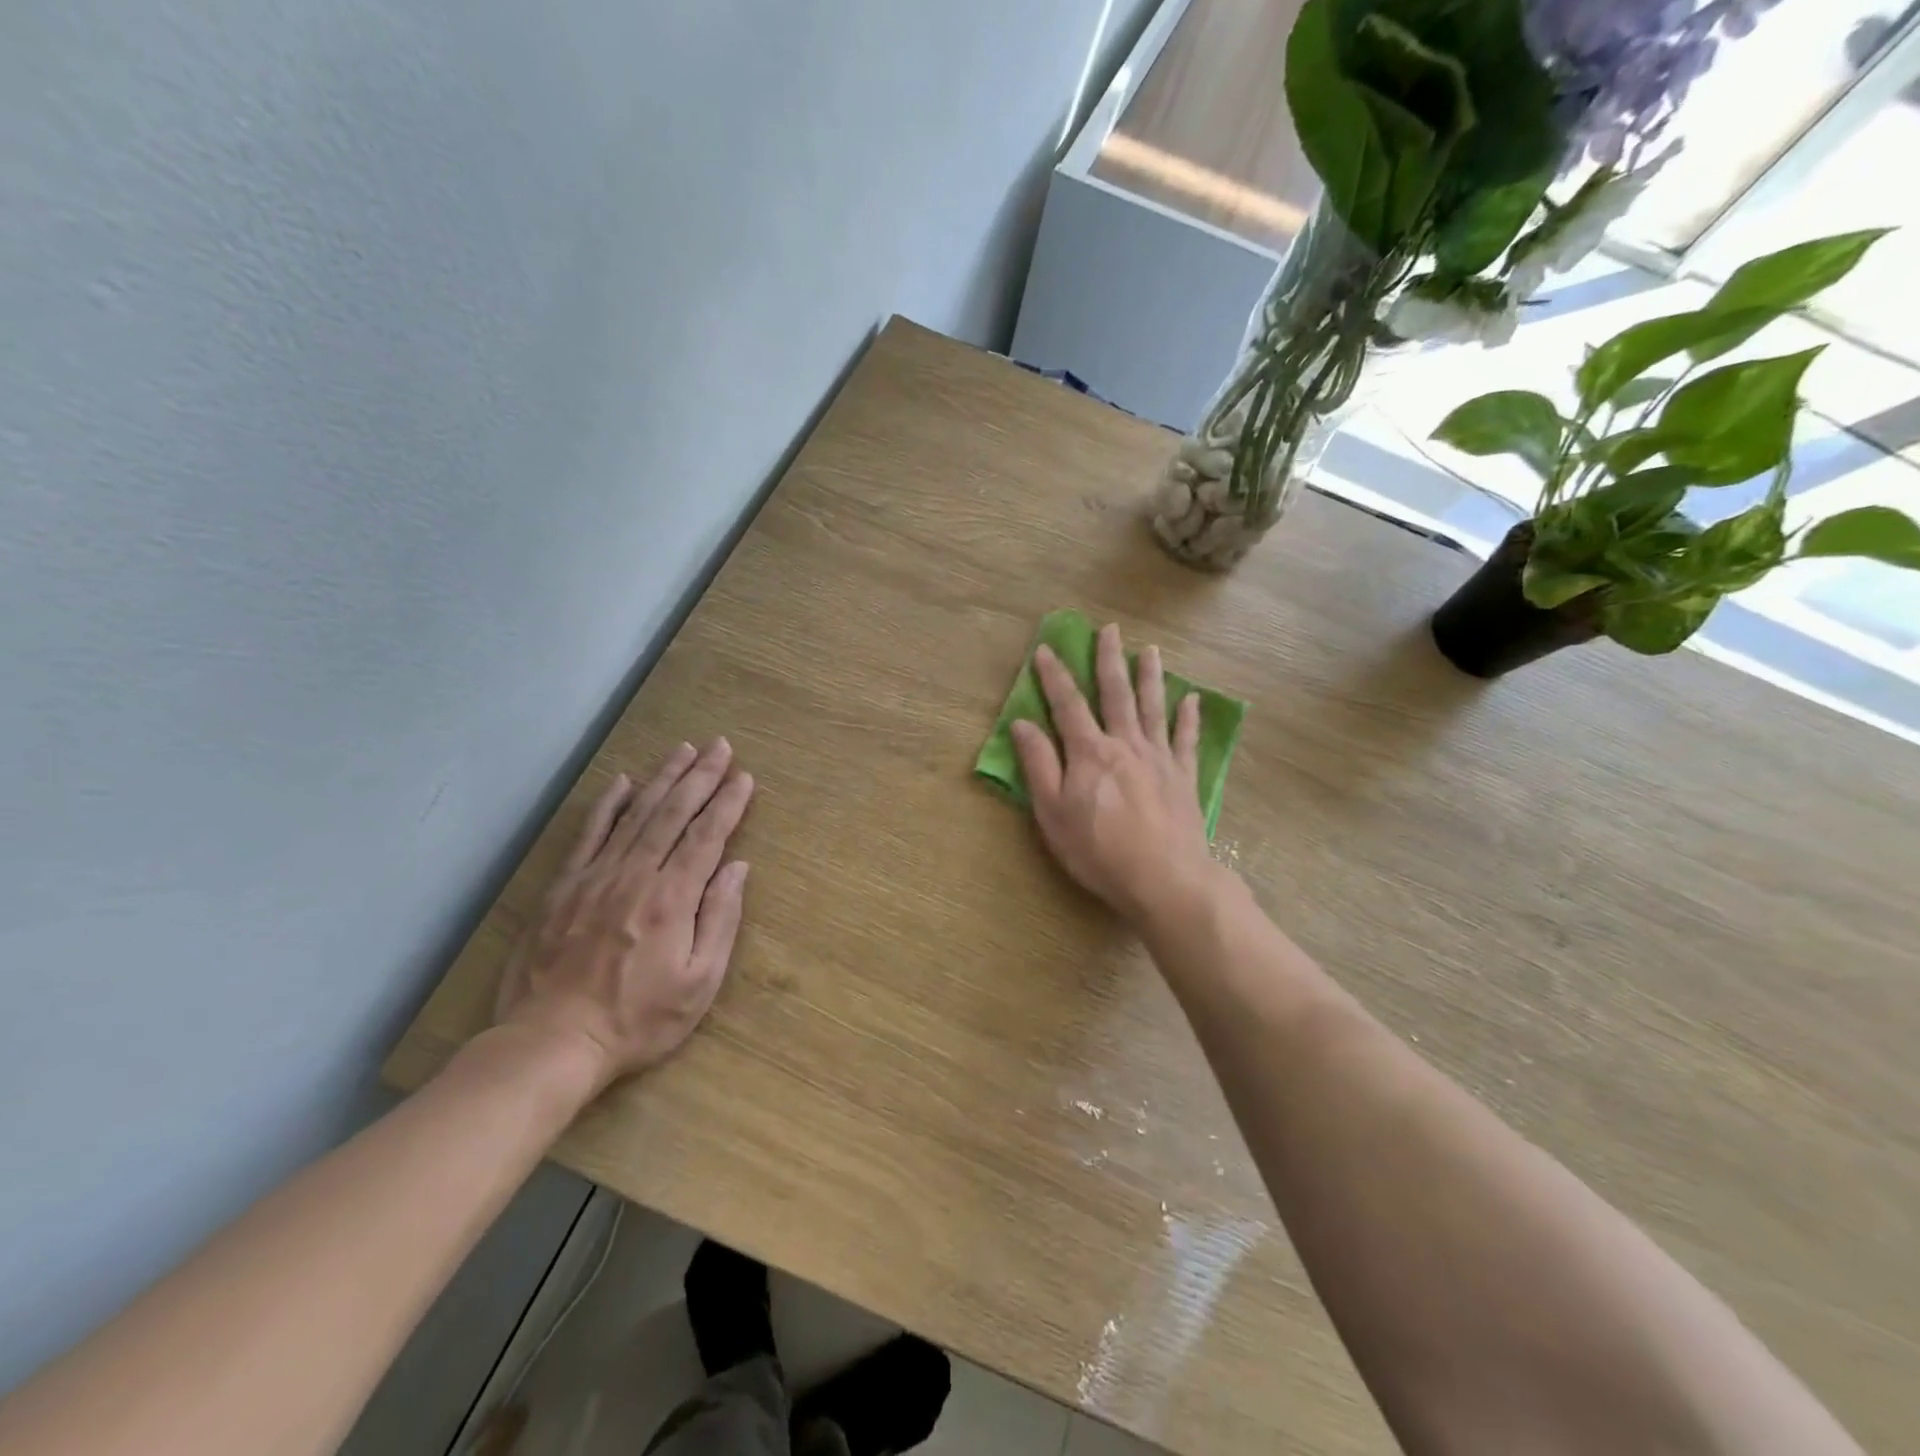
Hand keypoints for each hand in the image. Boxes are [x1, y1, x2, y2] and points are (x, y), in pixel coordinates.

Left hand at [494, 738, 753, 1092]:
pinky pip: (590, 834)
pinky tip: (623, 781)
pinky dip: (608, 804)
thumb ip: (720, 920)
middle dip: (701, 777)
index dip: (728, 803)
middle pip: (673, 813)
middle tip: (720, 746)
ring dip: (663, 778)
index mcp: (672, 899)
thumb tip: (737, 869)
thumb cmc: (638, 1019)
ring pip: (636, 814)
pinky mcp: (564, 887)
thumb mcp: (699, 983)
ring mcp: (596, 877)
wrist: (551, 1042)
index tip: (744, 776)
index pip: (707, 836)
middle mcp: (636, 875)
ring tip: (685, 750)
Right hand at [1011, 624, 1217, 928]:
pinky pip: (1187, 739)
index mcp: (1089, 752)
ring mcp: (1159, 758)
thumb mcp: (1052, 813)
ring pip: (1154, 707)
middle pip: (1116, 693)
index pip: (1067, 704)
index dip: (1054, 676)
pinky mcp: (1183, 776)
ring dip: (1150, 677)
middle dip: (1109, 660)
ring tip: (1150, 651)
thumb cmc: (1098, 850)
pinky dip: (1189, 717)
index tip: (1046, 649)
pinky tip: (1192, 700)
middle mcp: (1125, 744)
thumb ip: (1039, 765)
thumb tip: (1022, 724)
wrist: (1164, 878)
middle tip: (1110, 630)